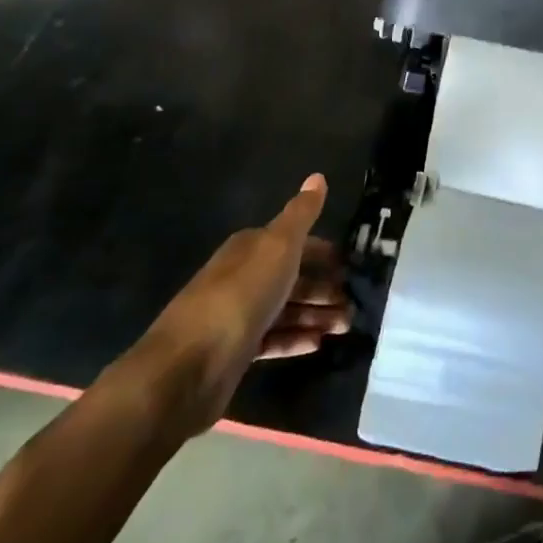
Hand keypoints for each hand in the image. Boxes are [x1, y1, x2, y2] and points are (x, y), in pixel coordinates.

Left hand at [135, 175, 350, 437]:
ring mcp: (238, 315)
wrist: (189, 366)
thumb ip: (301, 214)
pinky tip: (319, 344)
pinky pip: (273, 339)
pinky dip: (296, 339)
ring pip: (285, 309)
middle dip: (324, 287)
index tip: (350, 266)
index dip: (323, 252)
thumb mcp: (278, 246)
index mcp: (251, 247)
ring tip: (345, 325)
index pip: (295, 242)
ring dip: (316, 314)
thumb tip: (318, 176)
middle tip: (354, 302)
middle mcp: (243, 276)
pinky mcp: (236, 351)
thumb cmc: (241, 295)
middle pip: (292, 277)